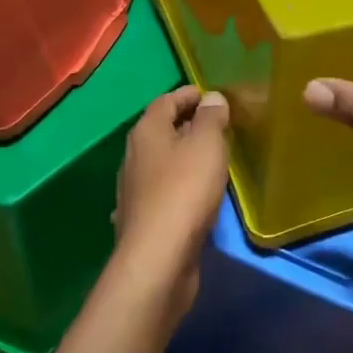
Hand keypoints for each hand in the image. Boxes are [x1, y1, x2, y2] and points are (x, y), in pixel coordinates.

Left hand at [112, 86, 229, 318]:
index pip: (166, 101)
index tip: (212, 95)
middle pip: (161, 130)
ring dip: (183, 157)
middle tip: (218, 126)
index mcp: (146, 132)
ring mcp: (134, 190)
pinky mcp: (141, 218)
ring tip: (211, 159)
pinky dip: (177, 185)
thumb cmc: (185, 191)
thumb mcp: (207, 145)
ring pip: (160, 162)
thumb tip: (211, 98)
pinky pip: (162, 190)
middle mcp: (133, 156)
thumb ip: (211, 118)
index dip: (189, 95)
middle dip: (187, 124)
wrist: (158, 258)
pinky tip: (191, 194)